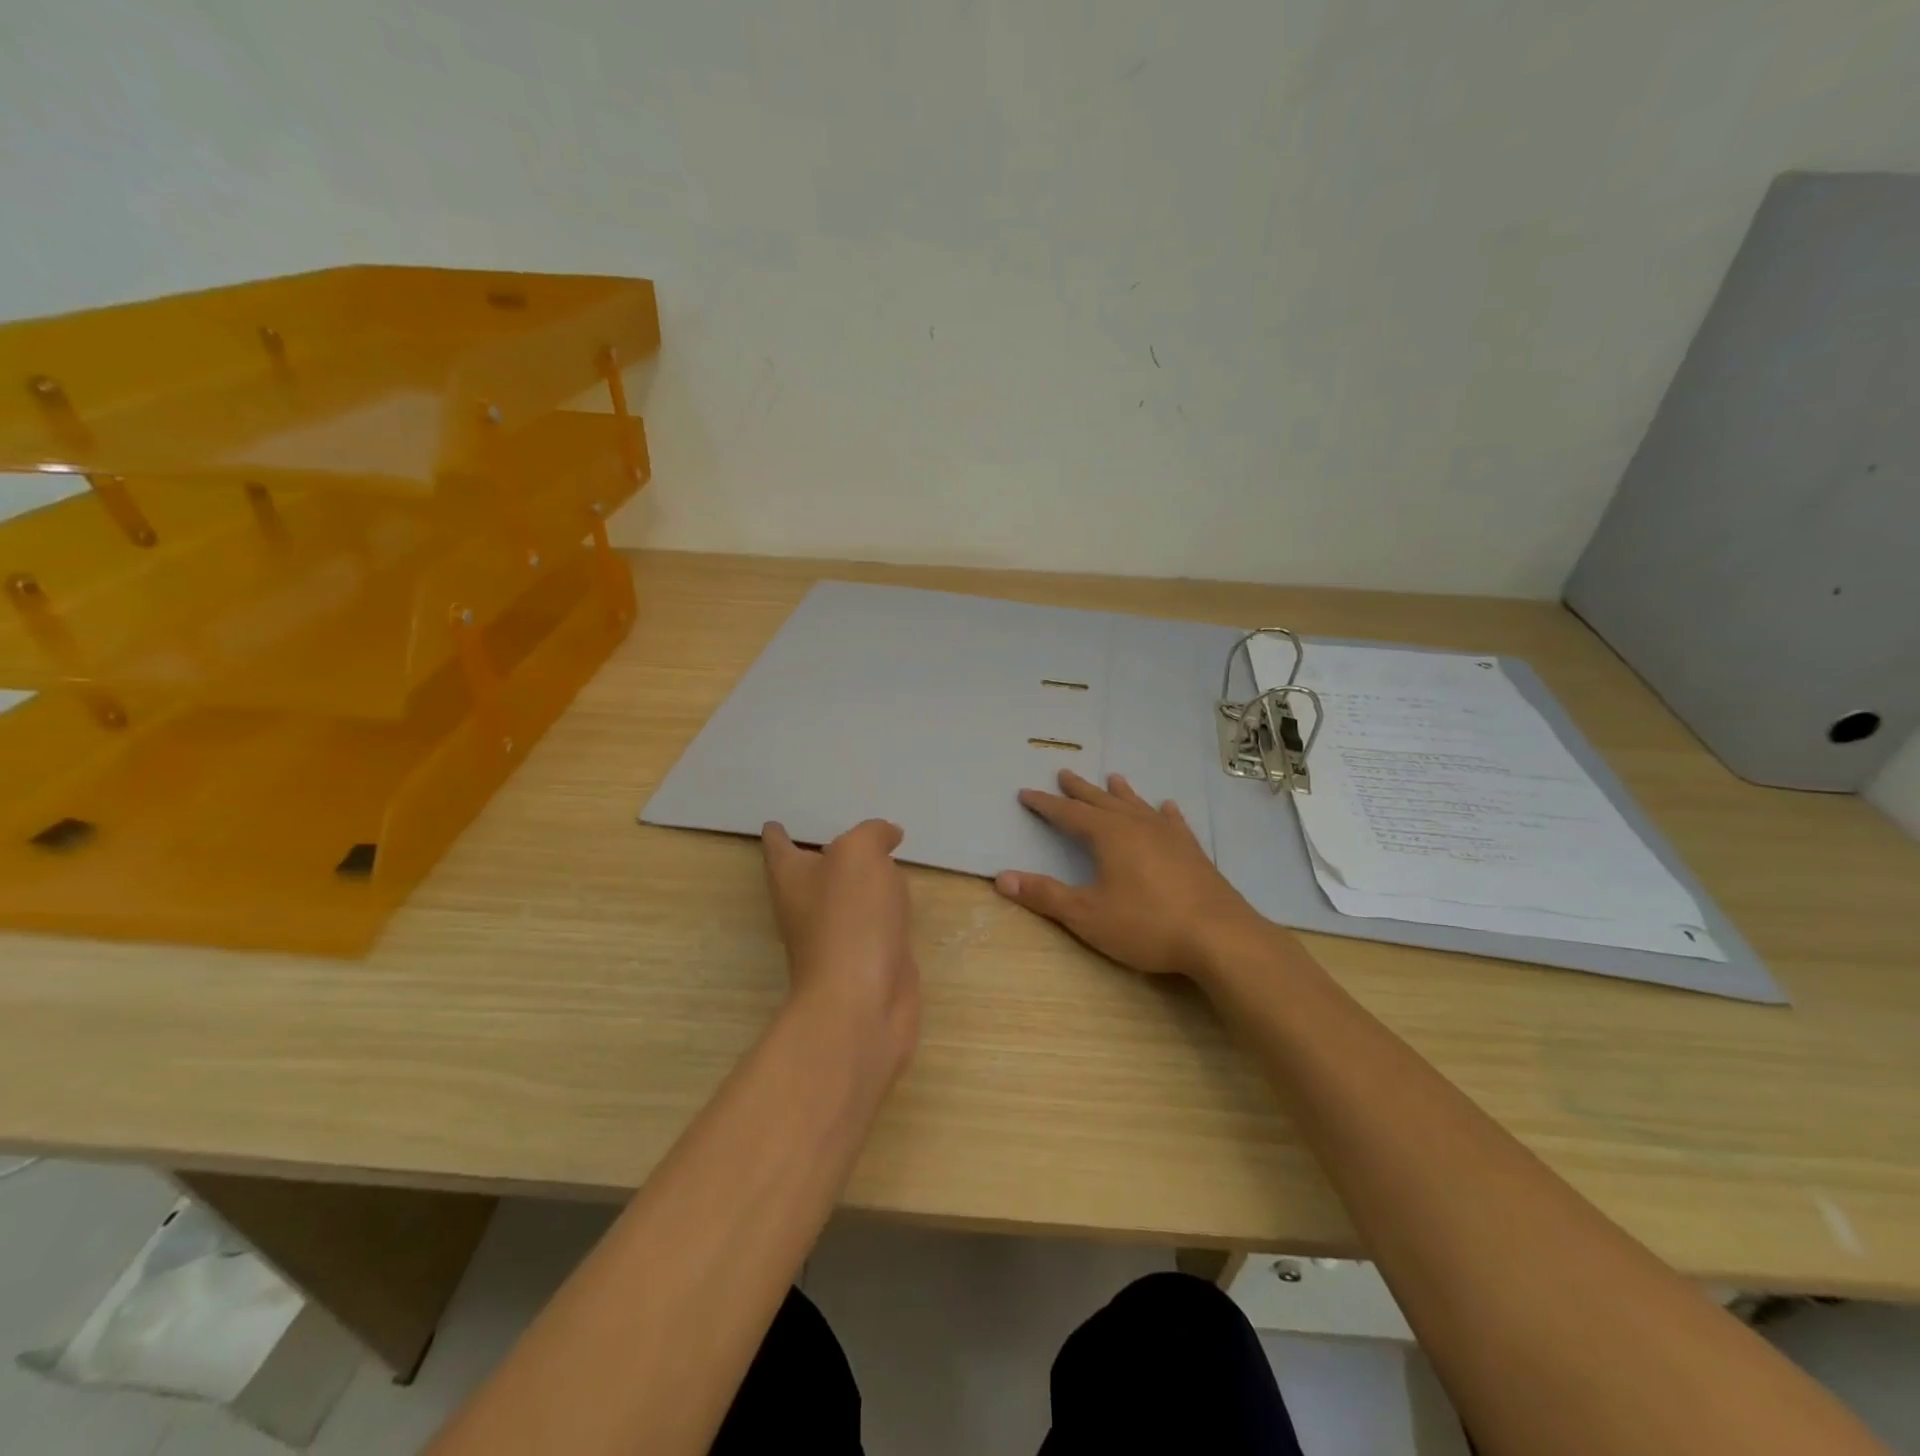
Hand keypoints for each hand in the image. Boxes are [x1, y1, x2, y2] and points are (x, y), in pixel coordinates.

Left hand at [761, 819, 919, 1080]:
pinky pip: (875, 924)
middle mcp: (807, 906)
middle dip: (825, 854)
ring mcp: (837, 937)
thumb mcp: (859, 855)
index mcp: (792, 877)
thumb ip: (872, 834)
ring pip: (847, 899)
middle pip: (811, 873)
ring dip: (861, 882)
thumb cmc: (849, 919)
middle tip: (846, 830)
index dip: (777, 833)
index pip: (778, 847)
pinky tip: (902, 900)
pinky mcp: (867, 959)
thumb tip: (888, 835)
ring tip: (882, 859)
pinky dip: (885, 910)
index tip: (774, 823)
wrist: (862, 1002)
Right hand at [995, 770, 1274, 979]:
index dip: (1045, 805)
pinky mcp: (1192, 851)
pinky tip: (1167, 807)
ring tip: (1113, 777)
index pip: (1068, 814)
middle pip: (1102, 801)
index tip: (1026, 793)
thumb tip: (1002, 878)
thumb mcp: (1086, 915)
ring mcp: (1169, 835)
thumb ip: (1045, 895)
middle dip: (1080, 790)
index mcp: (1108, 835)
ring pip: (1137, 805)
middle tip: (1065, 772)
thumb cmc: (1146, 925)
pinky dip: (1164, 812)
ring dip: (1121, 793)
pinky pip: (1173, 822)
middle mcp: (1137, 825)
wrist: (1219, 936)